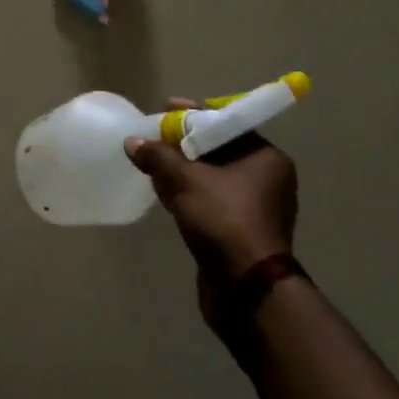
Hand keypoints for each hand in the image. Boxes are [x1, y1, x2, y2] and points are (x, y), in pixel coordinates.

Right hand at [125, 99, 297, 325]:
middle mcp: (265, 178)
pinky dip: (187, 192)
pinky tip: (162, 190)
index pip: (226, 122)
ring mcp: (254, 207)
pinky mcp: (239, 231)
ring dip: (182, 169)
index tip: (165, 109)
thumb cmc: (224, 220)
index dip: (193, 114)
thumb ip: (159, 157)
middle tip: (154, 136)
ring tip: (151, 161)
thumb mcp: (186, 181)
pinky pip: (210, 200)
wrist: (246, 290)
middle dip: (183, 143)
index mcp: (265, 158)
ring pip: (211, 176)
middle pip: (217, 149)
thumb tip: (132, 142)